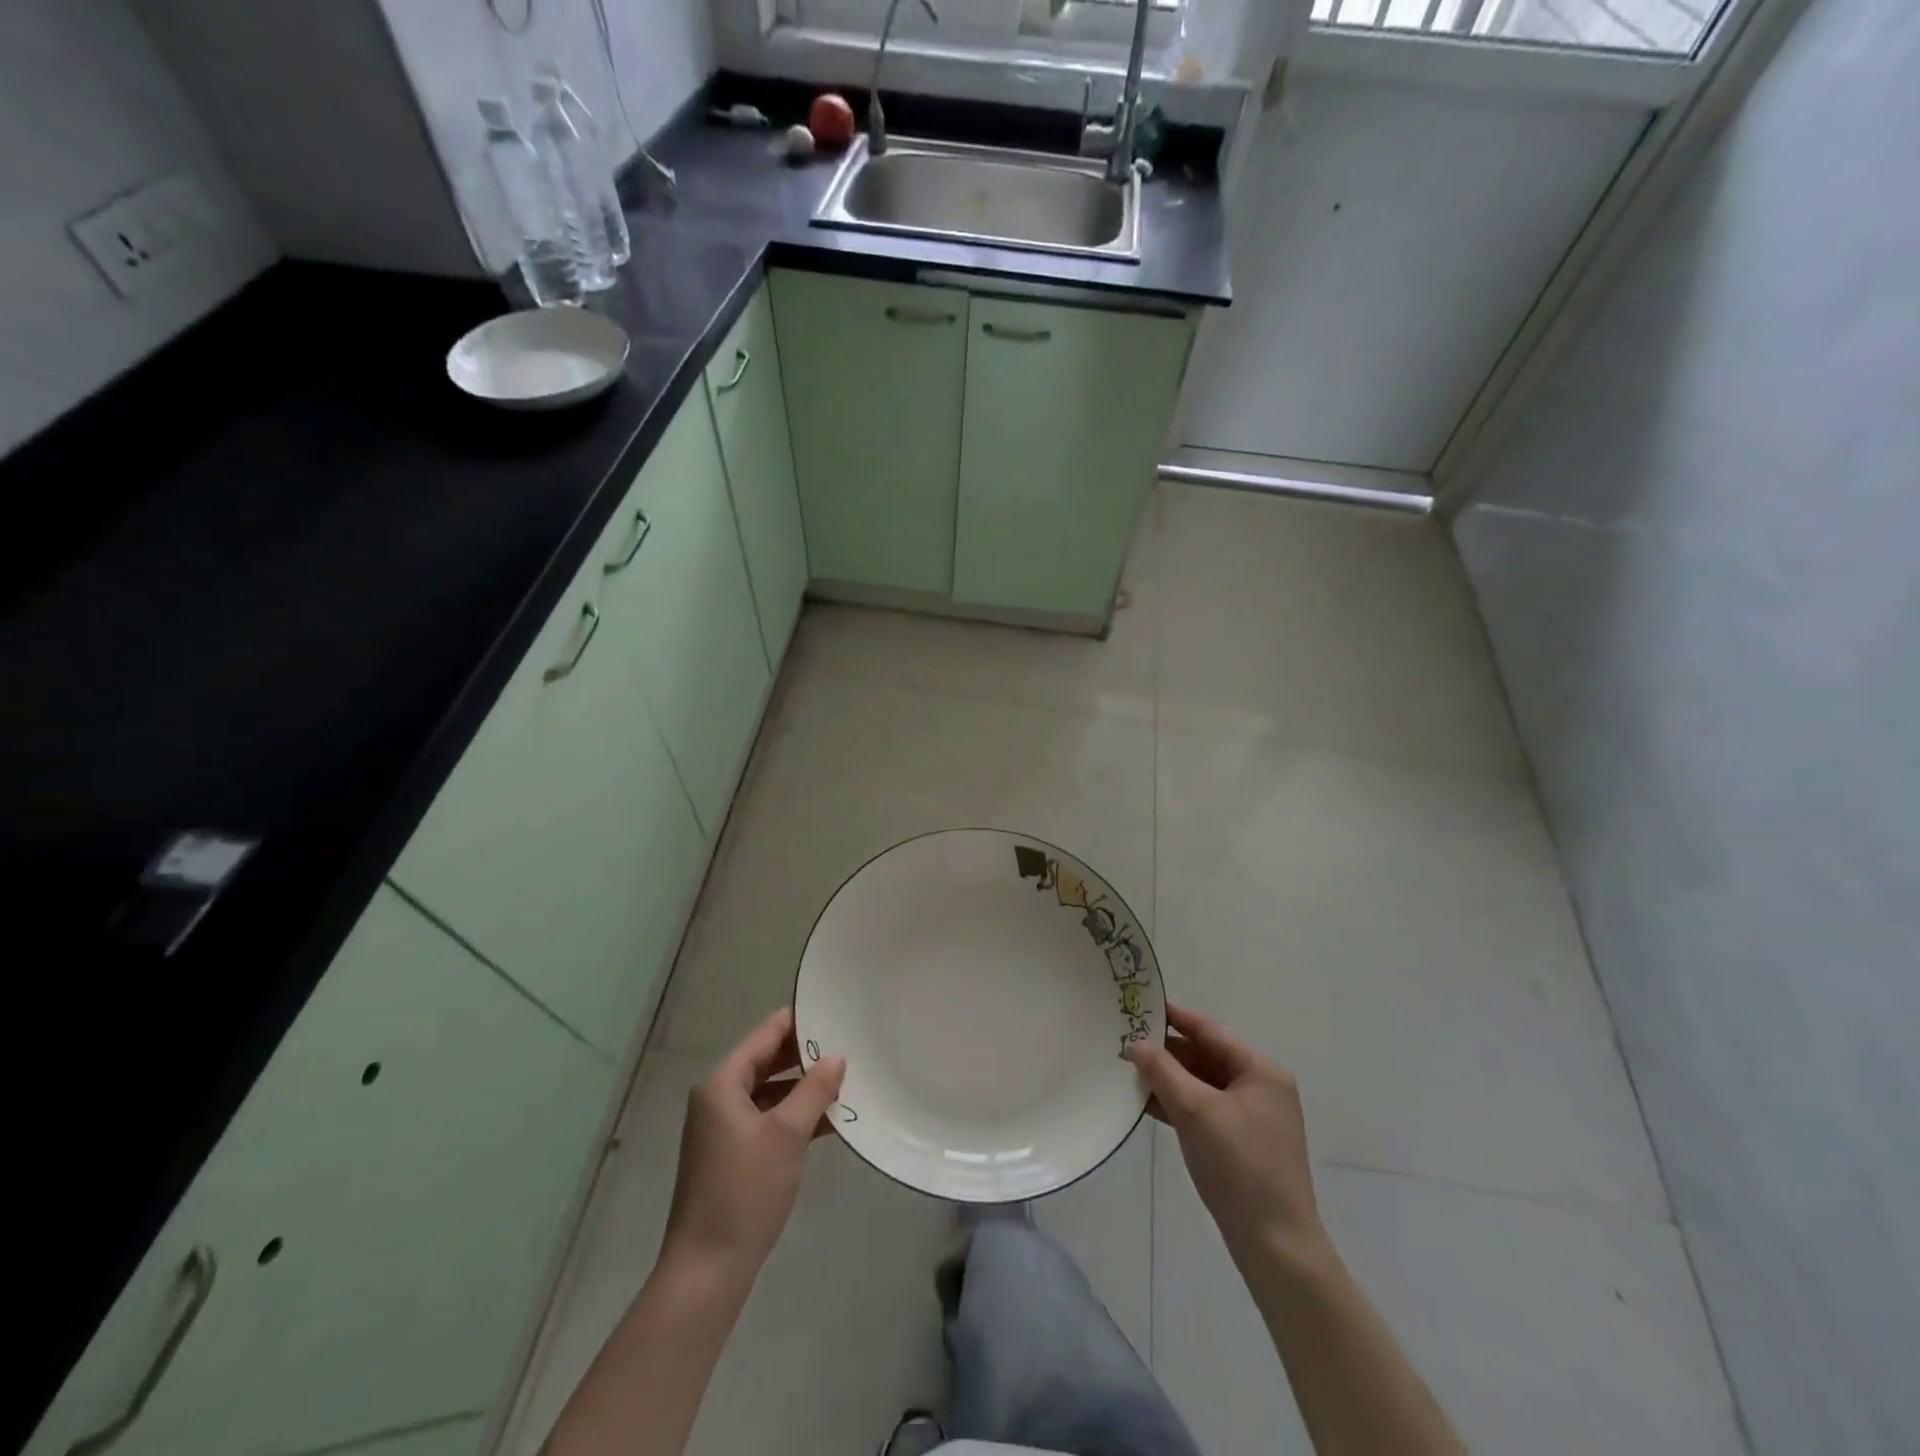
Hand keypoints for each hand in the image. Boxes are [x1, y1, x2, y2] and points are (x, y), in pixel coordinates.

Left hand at [662, 1007, 845, 1276]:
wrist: (707, 1269)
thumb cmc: (745, 1191)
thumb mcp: (787, 1134)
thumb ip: (814, 1090)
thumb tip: (837, 1057)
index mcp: (723, 1083)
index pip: (765, 1035)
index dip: (798, 1021)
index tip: (833, 1010)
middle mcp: (718, 1098)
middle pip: (766, 1061)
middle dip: (804, 1054)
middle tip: (846, 1042)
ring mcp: (723, 1128)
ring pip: (768, 1091)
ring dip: (802, 1086)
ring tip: (844, 1078)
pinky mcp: (732, 1154)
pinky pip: (767, 1117)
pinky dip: (793, 1114)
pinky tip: (828, 1119)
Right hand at [1126, 1003, 1327, 1270]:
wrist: (1275, 1244)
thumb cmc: (1239, 1165)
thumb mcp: (1195, 1110)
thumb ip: (1162, 1071)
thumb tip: (1135, 1043)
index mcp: (1260, 1070)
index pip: (1209, 1031)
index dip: (1174, 1017)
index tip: (1140, 1005)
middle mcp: (1260, 1087)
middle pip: (1205, 1057)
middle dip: (1167, 1053)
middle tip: (1126, 1043)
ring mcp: (1253, 1118)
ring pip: (1202, 1085)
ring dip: (1169, 1080)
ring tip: (1129, 1072)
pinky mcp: (1242, 1144)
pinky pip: (1205, 1110)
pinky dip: (1179, 1104)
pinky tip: (1147, 1104)